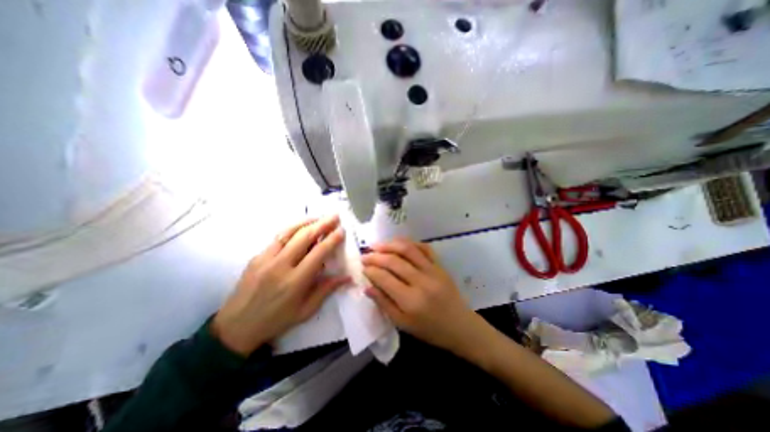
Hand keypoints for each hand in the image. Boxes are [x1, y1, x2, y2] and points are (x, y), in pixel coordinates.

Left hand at [209, 217, 348, 353]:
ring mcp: (265, 259)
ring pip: (289, 232)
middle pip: (304, 237)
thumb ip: (326, 290)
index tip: (341, 230)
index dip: (332, 239)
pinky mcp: (256, 257)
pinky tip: (300, 227)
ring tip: (320, 217)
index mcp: (295, 281)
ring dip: (307, 222)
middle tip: (334, 216)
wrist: (236, 327)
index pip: (318, 253)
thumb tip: (347, 277)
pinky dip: (292, 229)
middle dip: (322, 224)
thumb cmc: (276, 321)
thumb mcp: (305, 311)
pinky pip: (277, 238)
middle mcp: (280, 266)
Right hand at [363, 237, 482, 354]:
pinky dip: (410, 242)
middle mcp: (422, 282)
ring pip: (408, 249)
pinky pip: (424, 248)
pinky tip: (399, 243)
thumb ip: (384, 303)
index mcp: (411, 301)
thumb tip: (367, 286)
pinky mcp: (440, 265)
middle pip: (394, 261)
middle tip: (365, 255)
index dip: (371, 271)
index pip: (385, 278)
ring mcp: (433, 270)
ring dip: (390, 245)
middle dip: (376, 256)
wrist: (460, 326)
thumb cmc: (429, 329)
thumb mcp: (403, 324)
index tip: (363, 267)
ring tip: (378, 245)